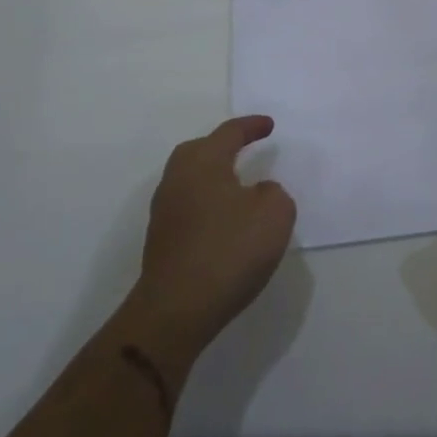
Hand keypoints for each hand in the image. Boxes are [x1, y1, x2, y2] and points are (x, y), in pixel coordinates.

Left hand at [129, 116, 296, 367]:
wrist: (175, 311)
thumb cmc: (229, 250)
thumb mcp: (275, 214)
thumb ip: (273, 193)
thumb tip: (258, 192)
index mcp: (203, 162)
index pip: (229, 133)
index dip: (251, 127)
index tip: (269, 125)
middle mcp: (178, 178)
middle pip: (200, 151)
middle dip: (223, 147)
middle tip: (245, 149)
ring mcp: (165, 211)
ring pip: (192, 180)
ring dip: (214, 178)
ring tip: (239, 188)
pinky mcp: (162, 241)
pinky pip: (189, 207)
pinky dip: (208, 205)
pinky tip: (225, 222)